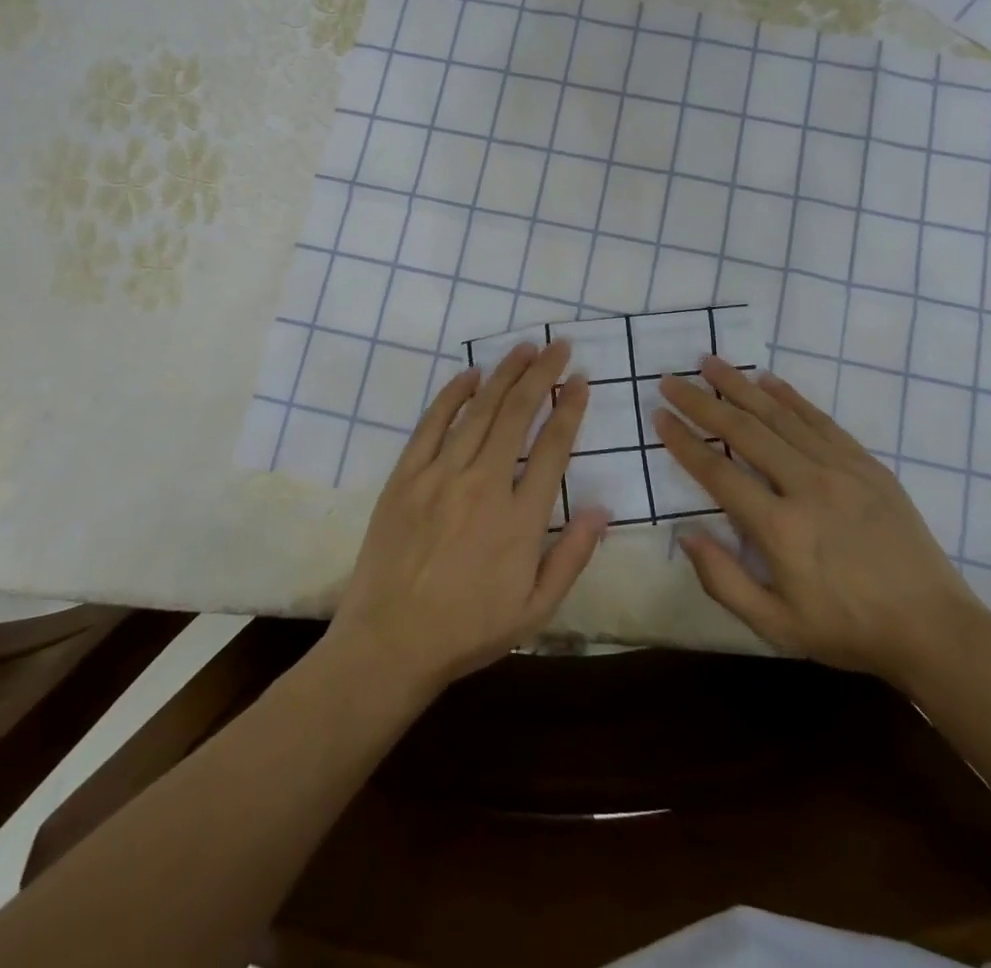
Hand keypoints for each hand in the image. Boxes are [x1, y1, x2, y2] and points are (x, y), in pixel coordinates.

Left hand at [328, 340, 609, 698]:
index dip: (569, 409)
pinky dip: (453, 395)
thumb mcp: (535, 610)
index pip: (553, 448)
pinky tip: (471, 375)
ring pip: (479, 411)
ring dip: (505, 374)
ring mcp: (440, 476)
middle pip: (518, 415)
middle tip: (559, 346)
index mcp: (520, 519)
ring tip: (526, 348)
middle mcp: (483, 486)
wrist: (389, 643)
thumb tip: (601, 508)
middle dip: (542, 375)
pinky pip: (432, 424)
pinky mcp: (406, 476)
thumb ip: (572, 557)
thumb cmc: (467, 630)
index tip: (580, 381)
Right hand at [655, 358, 981, 684]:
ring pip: (780, 416)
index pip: (717, 472)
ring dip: (741, 386)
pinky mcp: (866, 465)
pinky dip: (790, 397)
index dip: (684, 442)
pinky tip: (768, 380)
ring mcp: (840, 469)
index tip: (659, 415)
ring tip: (710, 363)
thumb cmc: (847, 630)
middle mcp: (806, 486)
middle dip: (702, 402)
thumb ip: (724, 581)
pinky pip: (820, 420)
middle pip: (744, 431)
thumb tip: (685, 534)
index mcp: (779, 528)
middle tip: (672, 380)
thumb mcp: (777, 626)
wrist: (933, 629)